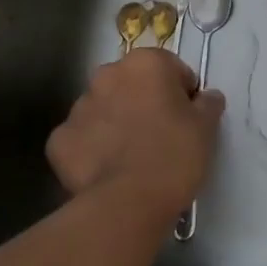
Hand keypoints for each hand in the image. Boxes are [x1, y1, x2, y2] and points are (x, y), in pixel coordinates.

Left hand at [46, 49, 223, 218]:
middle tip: (161, 135)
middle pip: (132, 84)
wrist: (128, 202)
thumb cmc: (174, 154)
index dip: (182, 92)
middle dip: (144, 101)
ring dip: (117, 122)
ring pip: (104, 109)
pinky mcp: (58, 141)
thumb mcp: (206, 127)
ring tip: (133, 156)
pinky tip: (108, 170)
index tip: (187, 118)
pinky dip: (92, 149)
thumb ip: (208, 103)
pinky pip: (81, 139)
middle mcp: (107, 75)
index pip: (171, 68)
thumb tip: (206, 97)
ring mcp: (78, 108)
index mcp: (144, 63)